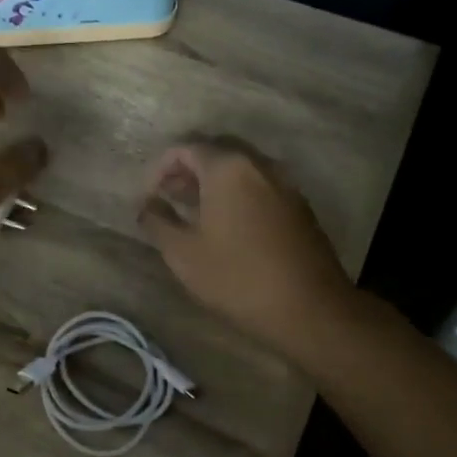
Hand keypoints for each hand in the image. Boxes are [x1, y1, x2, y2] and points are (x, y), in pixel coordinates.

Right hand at [138, 139, 351, 356]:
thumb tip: (147, 205)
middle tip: (167, 195)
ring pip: (240, 168)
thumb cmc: (237, 277)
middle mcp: (259, 164)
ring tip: (192, 210)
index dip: (159, 168)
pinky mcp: (299, 205)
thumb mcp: (183, 253)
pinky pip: (260, 185)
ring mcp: (284, 183)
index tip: (148, 196)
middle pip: (216, 150)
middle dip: (187, 169)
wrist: (309, 308)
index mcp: (228, 168)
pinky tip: (226, 223)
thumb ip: (158, 221)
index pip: (186, 148)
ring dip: (213, 181)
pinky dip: (237, 193)